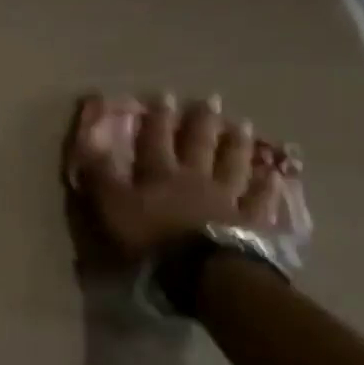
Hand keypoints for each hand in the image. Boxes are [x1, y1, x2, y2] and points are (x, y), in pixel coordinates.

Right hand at [65, 92, 287, 262]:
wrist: (200, 270)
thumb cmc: (149, 238)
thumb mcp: (112, 206)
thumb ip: (101, 175)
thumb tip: (88, 141)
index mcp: (160, 173)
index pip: (156, 138)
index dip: (158, 117)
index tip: (163, 94)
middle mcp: (195, 178)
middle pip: (199, 144)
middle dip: (202, 121)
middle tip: (211, 99)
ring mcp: (226, 198)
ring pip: (233, 164)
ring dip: (237, 144)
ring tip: (244, 125)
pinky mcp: (249, 222)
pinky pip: (259, 200)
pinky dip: (267, 186)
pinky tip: (275, 174)